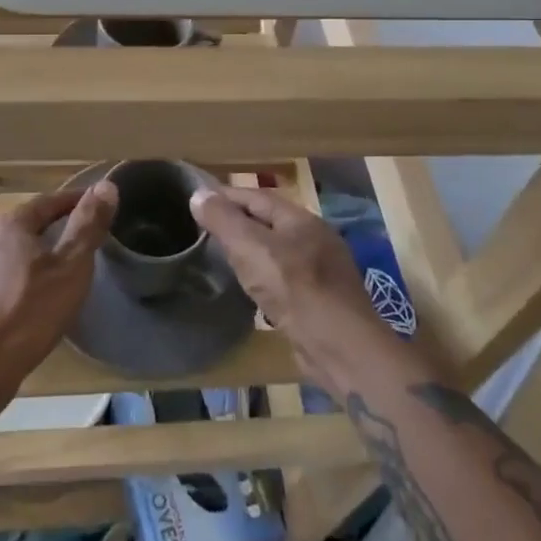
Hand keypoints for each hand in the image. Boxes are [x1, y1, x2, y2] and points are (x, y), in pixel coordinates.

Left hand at [0, 183, 116, 421]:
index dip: (75, 201)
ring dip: (34, 257)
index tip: (97, 205)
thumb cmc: (29, 311)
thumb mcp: (71, 266)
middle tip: (81, 239)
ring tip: (59, 272)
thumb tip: (106, 184)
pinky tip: (30, 302)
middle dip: (53, 228)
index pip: (48, 201)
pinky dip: (19, 282)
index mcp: (10, 224)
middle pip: (26, 226)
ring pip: (11, 254)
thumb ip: (88, 225)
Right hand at [189, 186, 401, 393]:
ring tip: (226, 258)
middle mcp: (315, 237)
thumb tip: (198, 194)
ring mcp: (323, 270)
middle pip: (269, 222)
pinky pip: (287, 279)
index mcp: (299, 218)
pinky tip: (255, 290)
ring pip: (278, 252)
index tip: (199, 201)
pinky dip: (266, 277)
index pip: (256, 196)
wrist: (341, 347)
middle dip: (239, 222)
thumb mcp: (250, 248)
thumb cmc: (293, 288)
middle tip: (207, 229)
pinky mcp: (323, 300)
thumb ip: (223, 220)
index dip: (226, 196)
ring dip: (253, 251)